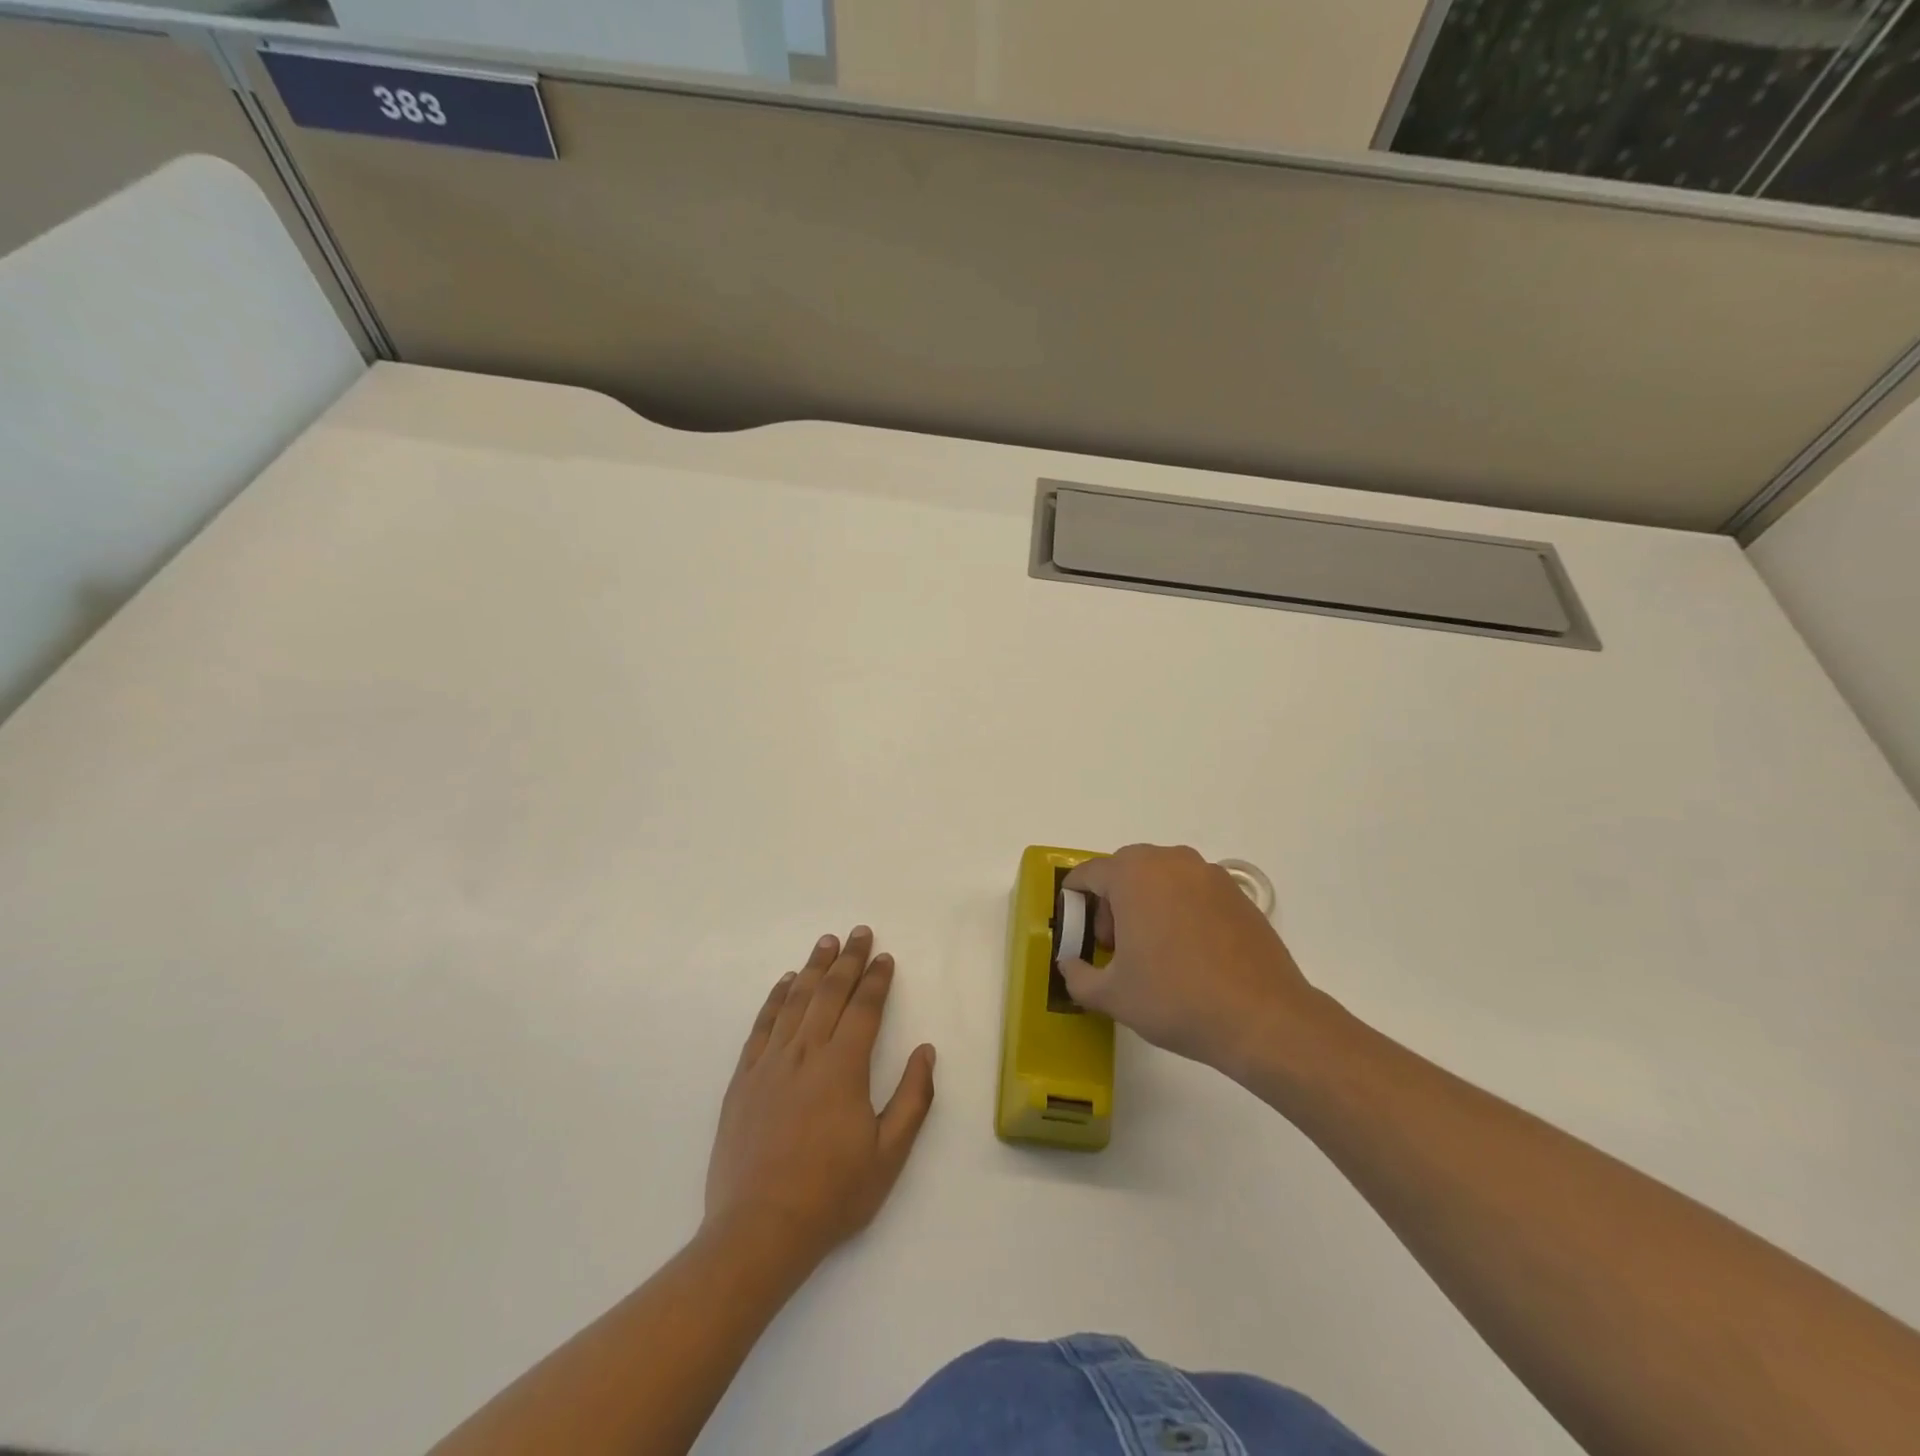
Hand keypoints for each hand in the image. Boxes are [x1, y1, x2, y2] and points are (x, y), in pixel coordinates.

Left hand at [704, 928, 935, 1267]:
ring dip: (813, 968)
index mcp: (843, 1067)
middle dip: (848, 960)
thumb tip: (926, 1051)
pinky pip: (762, 1026)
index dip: (877, 980)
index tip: (885, 958)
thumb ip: (912, 1098)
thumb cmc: (832, 1194)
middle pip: (829, 993)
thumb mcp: (889, 1154)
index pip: (864, 1008)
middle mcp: (806, 1052)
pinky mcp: (743, 1079)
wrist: (759, 1229)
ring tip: (826, 943)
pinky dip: (775, 999)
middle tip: (859, 933)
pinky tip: (784, 983)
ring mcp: (770, 1063)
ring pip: (795, 1001)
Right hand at [1061, 844, 1322, 1078]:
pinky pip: (1192, 891)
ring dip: (1146, 904)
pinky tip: (1190, 954)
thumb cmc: (1175, 999)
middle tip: (1116, 948)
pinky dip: (1180, 911)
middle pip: (1124, 871)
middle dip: (1111, 904)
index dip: (1075, 905)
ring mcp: (1209, 874)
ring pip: (1160, 878)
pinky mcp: (1237, 893)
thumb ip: (1077, 974)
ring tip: (1154, 952)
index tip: (1079, 937)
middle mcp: (1170, 861)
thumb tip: (1070, 964)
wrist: (1262, 1018)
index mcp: (1132, 874)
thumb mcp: (1112, 995)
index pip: (1087, 875)